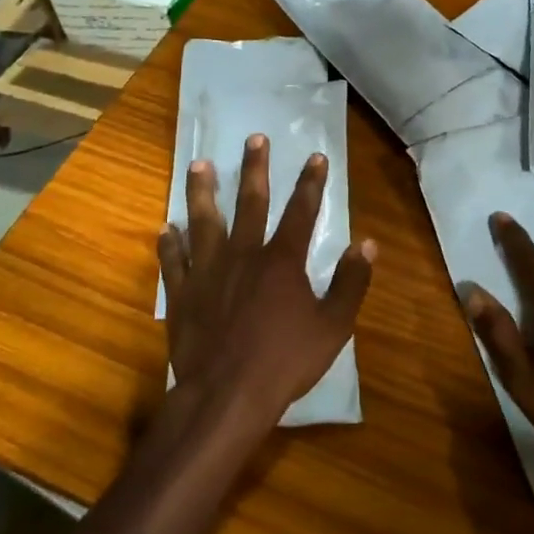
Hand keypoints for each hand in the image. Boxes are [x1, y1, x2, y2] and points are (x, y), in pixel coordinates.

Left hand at [158, 134, 374, 431]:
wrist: (226, 395)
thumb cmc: (284, 361)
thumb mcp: (333, 327)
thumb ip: (351, 283)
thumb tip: (367, 243)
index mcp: (281, 261)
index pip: (301, 211)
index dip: (311, 182)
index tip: (316, 156)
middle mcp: (243, 255)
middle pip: (250, 203)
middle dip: (255, 169)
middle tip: (254, 138)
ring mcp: (208, 272)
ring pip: (204, 222)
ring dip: (203, 191)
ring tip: (199, 164)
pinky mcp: (183, 294)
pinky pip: (174, 261)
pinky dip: (170, 243)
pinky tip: (166, 228)